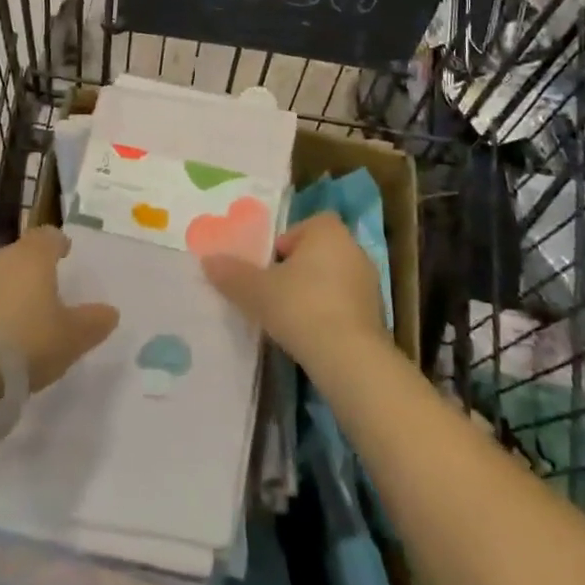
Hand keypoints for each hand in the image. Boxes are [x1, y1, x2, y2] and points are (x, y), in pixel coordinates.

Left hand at [0, 227, 118, 393]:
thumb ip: (91, 324)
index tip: (65, 252)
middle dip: (31, 273)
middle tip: (44, 296)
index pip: (49, 236)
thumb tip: (111, 311)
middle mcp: (0, 258)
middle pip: (19, 256)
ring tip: (15, 326)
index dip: (58, 243)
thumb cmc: (19, 339)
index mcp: (34, 257)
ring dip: (4, 296)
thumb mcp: (68, 338)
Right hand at [202, 213, 387, 372]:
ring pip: (333, 279)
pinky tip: (313, 337)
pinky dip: (330, 315)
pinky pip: (346, 305)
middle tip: (275, 292)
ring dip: (315, 293)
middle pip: (318, 252)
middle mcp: (353, 248)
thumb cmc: (301, 307)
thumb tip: (207, 261)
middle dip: (298, 269)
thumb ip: (232, 274)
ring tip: (291, 318)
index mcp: (328, 231)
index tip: (270, 267)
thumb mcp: (257, 290)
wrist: (350, 359)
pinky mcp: (377, 316)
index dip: (286, 242)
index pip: (305, 225)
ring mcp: (369, 283)